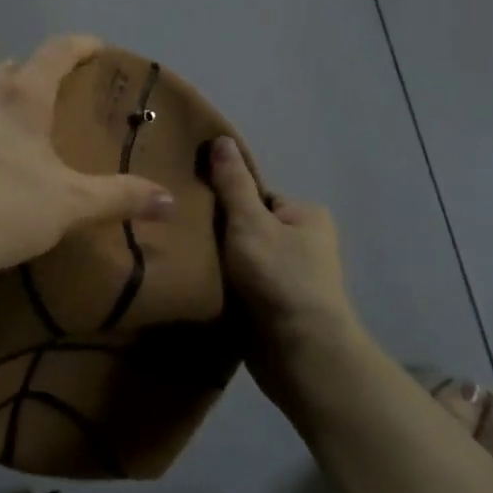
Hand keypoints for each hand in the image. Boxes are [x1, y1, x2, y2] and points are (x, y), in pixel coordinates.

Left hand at [0, 35, 175, 289]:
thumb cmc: (0, 211)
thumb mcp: (69, 207)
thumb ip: (120, 198)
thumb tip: (168, 201)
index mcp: (21, 96)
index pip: (56, 51)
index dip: (81, 45)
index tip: (97, 48)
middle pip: (16, 66)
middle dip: (41, 73)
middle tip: (61, 97)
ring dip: (5, 96)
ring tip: (21, 127)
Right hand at [206, 136, 370, 421]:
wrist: (302, 354)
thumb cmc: (279, 278)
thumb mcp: (250, 222)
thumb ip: (232, 183)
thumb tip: (221, 138)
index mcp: (306, 215)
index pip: (255, 196)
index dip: (225, 203)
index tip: (195, 212)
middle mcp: (305, 243)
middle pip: (247, 226)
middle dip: (220, 235)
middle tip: (187, 238)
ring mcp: (293, 277)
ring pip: (242, 258)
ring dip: (220, 264)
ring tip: (189, 264)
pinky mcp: (278, 307)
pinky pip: (243, 285)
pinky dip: (225, 287)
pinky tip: (202, 287)